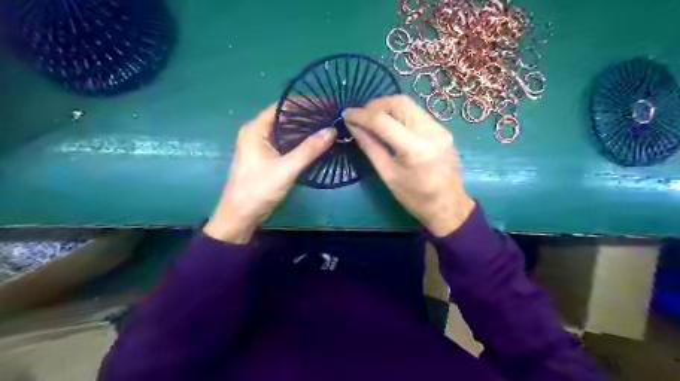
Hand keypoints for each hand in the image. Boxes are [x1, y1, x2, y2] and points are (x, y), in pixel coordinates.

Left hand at [204, 102, 337, 241]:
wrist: (240, 216)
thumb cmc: (259, 189)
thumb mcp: (286, 168)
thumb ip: (309, 149)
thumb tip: (332, 130)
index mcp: (256, 129)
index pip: (283, 106)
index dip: (305, 103)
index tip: (327, 104)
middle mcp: (257, 132)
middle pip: (285, 117)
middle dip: (308, 116)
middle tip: (331, 116)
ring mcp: (261, 145)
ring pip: (287, 131)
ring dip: (305, 129)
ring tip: (328, 127)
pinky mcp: (267, 157)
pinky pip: (286, 143)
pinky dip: (300, 142)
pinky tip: (316, 143)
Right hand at [342, 95, 474, 233]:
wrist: (448, 205)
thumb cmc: (414, 197)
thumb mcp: (387, 174)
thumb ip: (369, 146)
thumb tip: (353, 126)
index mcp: (415, 149)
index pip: (383, 120)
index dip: (361, 115)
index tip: (346, 114)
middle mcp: (431, 131)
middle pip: (399, 103)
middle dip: (375, 105)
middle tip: (360, 115)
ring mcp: (440, 128)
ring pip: (409, 104)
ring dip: (387, 106)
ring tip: (371, 117)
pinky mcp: (443, 129)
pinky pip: (417, 112)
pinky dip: (399, 113)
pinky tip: (389, 123)